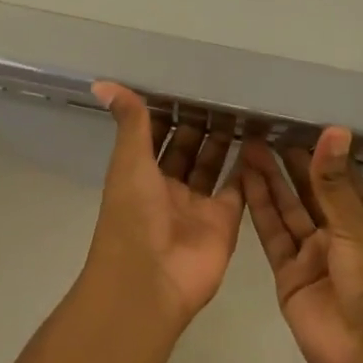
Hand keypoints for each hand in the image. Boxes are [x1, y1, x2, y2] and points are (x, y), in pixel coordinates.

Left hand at [84, 83, 244, 331]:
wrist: (151, 282)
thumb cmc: (133, 216)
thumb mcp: (129, 161)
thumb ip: (130, 121)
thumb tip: (102, 81)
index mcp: (140, 173)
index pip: (156, 134)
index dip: (170, 110)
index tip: (189, 80)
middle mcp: (168, 187)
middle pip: (187, 148)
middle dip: (201, 122)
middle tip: (225, 89)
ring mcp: (197, 205)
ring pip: (212, 164)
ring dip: (224, 140)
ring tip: (244, 107)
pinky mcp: (224, 221)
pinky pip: (238, 189)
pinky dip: (247, 168)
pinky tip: (259, 140)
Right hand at [241, 129, 362, 362]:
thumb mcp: (356, 226)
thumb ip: (333, 181)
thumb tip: (334, 128)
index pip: (338, 175)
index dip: (317, 152)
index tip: (293, 122)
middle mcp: (337, 231)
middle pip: (308, 190)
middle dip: (287, 162)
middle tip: (261, 130)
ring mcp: (312, 253)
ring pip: (287, 209)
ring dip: (269, 180)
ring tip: (247, 147)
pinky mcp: (288, 275)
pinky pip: (273, 235)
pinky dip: (260, 209)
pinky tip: (245, 182)